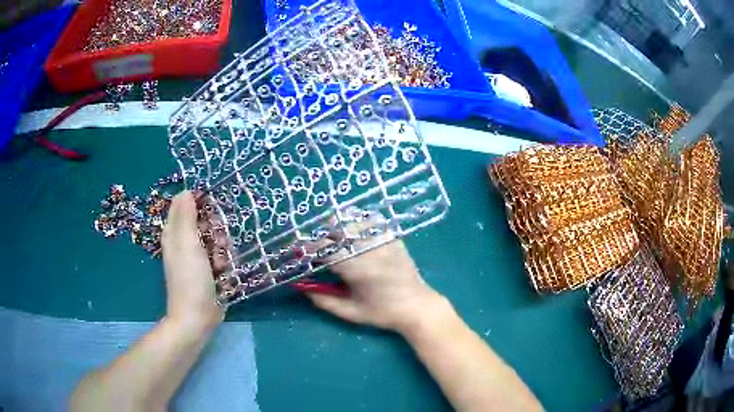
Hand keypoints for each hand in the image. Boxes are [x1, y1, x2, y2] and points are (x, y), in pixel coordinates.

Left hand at [161, 191, 223, 331]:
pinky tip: (223, 273)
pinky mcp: (209, 271)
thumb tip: (186, 190)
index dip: (201, 205)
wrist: (198, 317)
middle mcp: (184, 242)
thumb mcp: (187, 242)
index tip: (212, 213)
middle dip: (216, 230)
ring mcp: (197, 258)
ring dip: (222, 249)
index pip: (186, 204)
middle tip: (216, 241)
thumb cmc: (190, 279)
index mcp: (175, 232)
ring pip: (216, 239)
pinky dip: (224, 263)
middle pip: (205, 221)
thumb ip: (186, 215)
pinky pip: (221, 256)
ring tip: (219, 264)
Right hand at [301, 215, 444, 332]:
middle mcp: (370, 249)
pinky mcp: (393, 237)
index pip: (325, 248)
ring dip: (339, 227)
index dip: (308, 247)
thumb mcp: (350, 312)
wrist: (417, 307)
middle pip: (337, 227)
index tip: (299, 250)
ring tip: (336, 239)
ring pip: (353, 220)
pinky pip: (371, 220)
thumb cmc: (382, 313)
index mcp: (358, 269)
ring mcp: (384, 240)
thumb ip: (322, 300)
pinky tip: (356, 234)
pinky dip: (358, 223)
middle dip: (322, 235)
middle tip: (317, 247)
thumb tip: (300, 286)